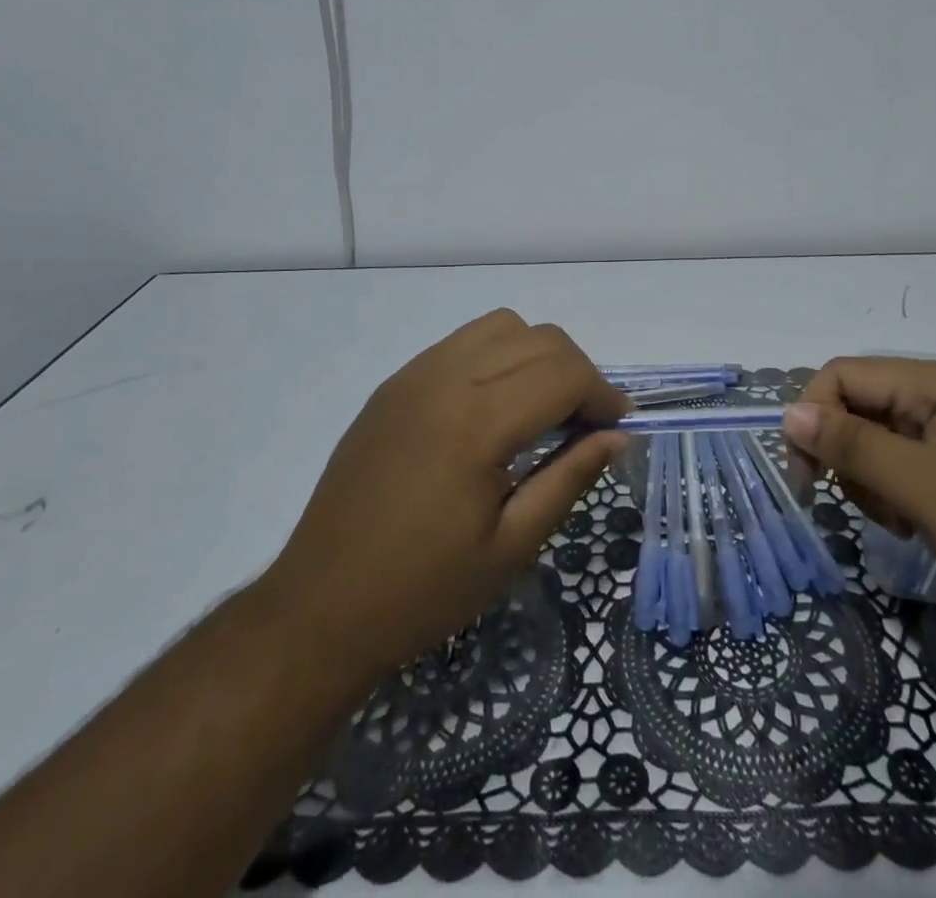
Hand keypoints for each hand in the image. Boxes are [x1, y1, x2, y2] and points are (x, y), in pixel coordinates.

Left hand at [262, 310, 628, 679]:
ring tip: (540, 409)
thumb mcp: (511, 547)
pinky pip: (462, 343)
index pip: (564, 372)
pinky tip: (493, 408)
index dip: (603, 394)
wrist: (318, 608)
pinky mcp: (394, 384)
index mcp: (476, 423)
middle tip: (584, 425)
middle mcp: (445, 379)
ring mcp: (413, 375)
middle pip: (539, 338)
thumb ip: (570, 478)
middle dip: (577, 372)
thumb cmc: (422, 590)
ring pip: (501, 327)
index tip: (616, 428)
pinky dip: (497, 357)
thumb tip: (617, 436)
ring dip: (536, 355)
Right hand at [785, 357, 935, 644]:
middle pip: (860, 405)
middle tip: (870, 510)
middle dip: (848, 455)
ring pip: (881, 437)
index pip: (843, 375)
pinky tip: (921, 526)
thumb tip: (788, 412)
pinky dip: (900, 493)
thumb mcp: (931, 492)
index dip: (813, 418)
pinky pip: (911, 462)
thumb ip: (856, 447)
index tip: (808, 479)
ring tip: (903, 524)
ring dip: (873, 480)